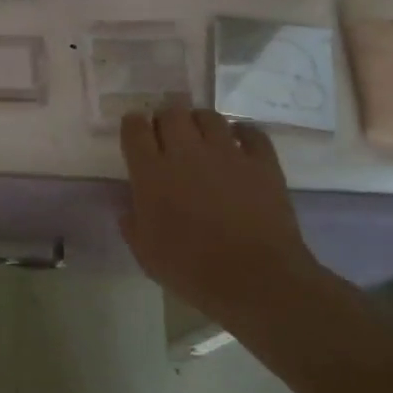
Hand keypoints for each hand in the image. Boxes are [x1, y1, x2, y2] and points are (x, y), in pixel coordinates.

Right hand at [119, 106, 324, 323]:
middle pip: (171, 113)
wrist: (255, 279)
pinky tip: (240, 142)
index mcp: (151, 173)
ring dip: (200, 122)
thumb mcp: (145, 254)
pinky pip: (252, 132)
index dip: (132, 125)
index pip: (135, 129)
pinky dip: (243, 133)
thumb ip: (132, 225)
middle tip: (166, 135)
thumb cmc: (191, 269)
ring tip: (201, 136)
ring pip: (209, 116)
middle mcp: (186, 153)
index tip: (134, 130)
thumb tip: (129, 210)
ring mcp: (227, 154)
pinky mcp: (262, 162)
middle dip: (165, 119)